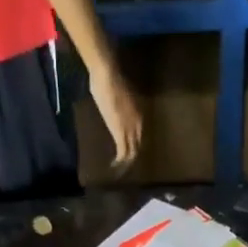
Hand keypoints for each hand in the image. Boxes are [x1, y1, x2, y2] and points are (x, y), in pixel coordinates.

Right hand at [89, 59, 141, 174]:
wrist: (107, 76)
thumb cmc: (110, 80)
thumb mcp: (120, 98)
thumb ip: (121, 108)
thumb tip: (117, 112)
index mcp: (140, 115)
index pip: (140, 136)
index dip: (134, 146)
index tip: (127, 153)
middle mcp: (139, 124)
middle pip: (138, 146)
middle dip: (132, 158)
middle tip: (124, 167)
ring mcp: (131, 130)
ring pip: (132, 152)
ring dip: (126, 164)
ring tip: (119, 171)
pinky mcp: (121, 134)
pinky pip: (123, 153)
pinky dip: (119, 163)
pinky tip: (113, 167)